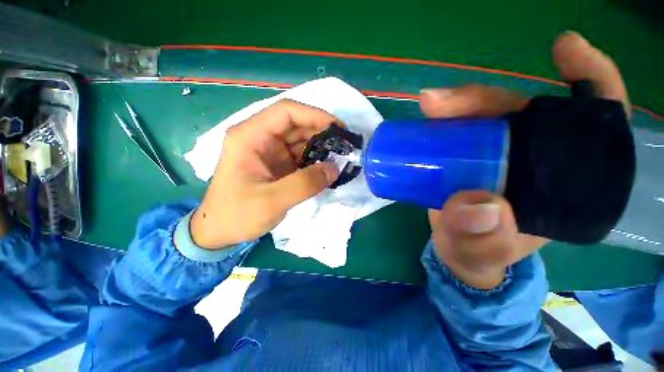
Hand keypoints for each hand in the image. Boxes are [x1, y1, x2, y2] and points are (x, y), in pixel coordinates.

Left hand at [190, 99, 339, 248]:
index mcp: (250, 137)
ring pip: (301, 139)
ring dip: (321, 146)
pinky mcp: (278, 164)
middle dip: (322, 132)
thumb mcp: (271, 201)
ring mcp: (270, 151)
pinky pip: (301, 155)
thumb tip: (334, 168)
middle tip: (345, 145)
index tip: (338, 128)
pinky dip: (316, 159)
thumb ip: (305, 184)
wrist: (220, 231)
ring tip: (340, 157)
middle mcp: (260, 138)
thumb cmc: (237, 214)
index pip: (286, 112)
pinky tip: (328, 168)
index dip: (314, 115)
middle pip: (296, 124)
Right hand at [420, 31, 629, 288]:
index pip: (594, 126)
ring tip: (430, 106)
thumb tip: (479, 207)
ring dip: (458, 106)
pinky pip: (460, 129)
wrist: (456, 251)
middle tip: (439, 104)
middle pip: (521, 114)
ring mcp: (495, 156)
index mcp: (560, 185)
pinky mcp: (466, 158)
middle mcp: (532, 161)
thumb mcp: (479, 254)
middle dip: (483, 100)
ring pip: (484, 117)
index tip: (564, 48)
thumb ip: (480, 241)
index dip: (589, 80)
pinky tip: (431, 114)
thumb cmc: (477, 255)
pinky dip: (446, 117)